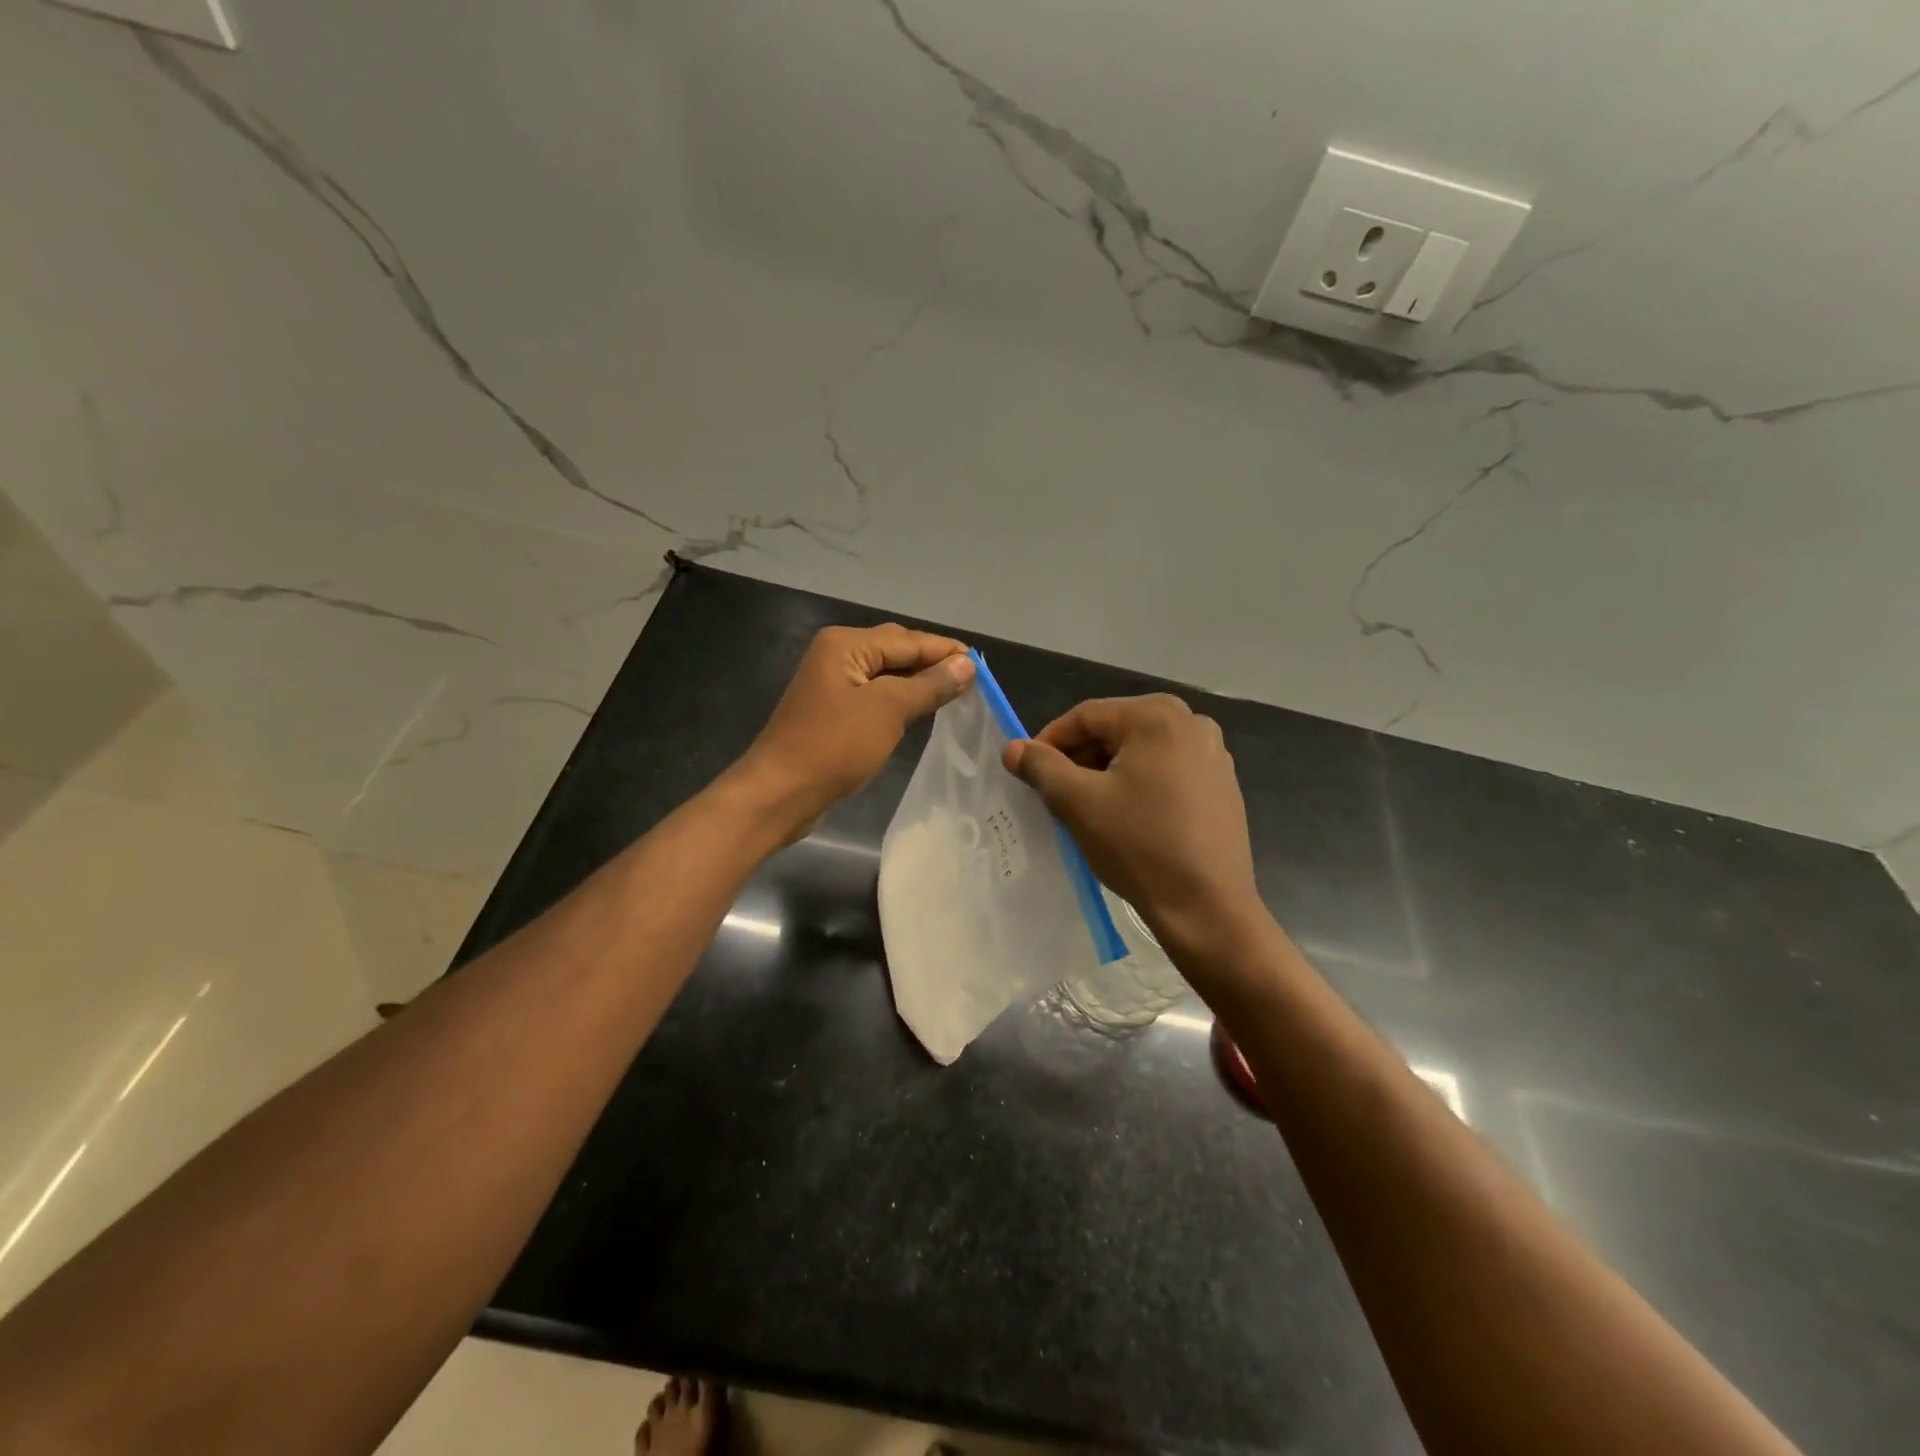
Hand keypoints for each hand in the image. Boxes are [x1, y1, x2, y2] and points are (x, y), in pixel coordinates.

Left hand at [734, 623, 974, 836]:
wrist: (780, 793)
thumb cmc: (834, 746)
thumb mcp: (889, 710)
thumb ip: (930, 684)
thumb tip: (967, 665)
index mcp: (846, 644)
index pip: (908, 640)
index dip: (946, 651)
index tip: (983, 666)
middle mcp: (837, 655)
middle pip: (896, 651)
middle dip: (933, 663)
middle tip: (972, 682)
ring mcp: (832, 685)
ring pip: (887, 675)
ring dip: (918, 683)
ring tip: (956, 695)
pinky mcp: (832, 713)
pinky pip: (875, 697)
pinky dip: (900, 701)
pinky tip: (921, 712)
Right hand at [1003, 694, 1266, 960]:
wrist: (1207, 907)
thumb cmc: (1139, 846)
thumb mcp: (1078, 803)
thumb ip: (1041, 767)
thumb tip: (1013, 749)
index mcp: (1157, 716)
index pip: (1085, 716)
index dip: (1049, 742)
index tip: (1028, 773)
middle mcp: (1191, 721)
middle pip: (1115, 730)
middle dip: (1080, 758)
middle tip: (1056, 794)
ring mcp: (1213, 753)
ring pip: (1140, 751)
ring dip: (1107, 772)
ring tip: (1088, 808)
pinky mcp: (1222, 783)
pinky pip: (1167, 770)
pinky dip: (1138, 784)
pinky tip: (1127, 818)